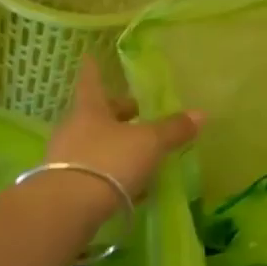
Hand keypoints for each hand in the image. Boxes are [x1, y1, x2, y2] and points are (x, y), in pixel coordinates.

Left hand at [44, 56, 202, 200]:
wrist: (67, 209)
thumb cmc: (109, 161)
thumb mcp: (148, 143)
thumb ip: (173, 129)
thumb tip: (201, 113)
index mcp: (90, 109)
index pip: (92, 81)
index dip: (94, 69)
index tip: (90, 56)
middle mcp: (74, 129)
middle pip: (97, 115)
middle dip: (118, 114)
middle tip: (138, 114)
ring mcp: (66, 159)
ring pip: (95, 144)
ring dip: (116, 146)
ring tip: (141, 154)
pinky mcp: (65, 188)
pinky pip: (94, 172)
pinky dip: (112, 174)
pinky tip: (132, 187)